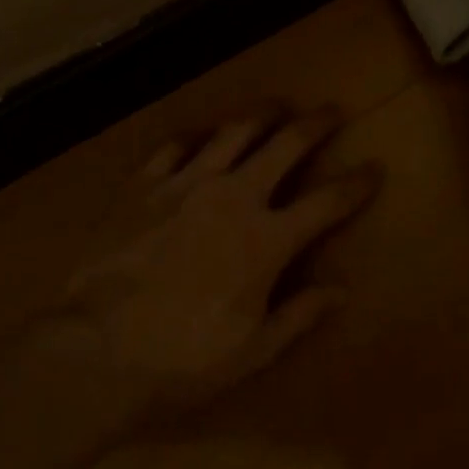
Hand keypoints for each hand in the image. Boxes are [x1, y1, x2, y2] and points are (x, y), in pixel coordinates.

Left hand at [48, 110, 379, 418]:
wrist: (94, 352)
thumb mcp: (251, 352)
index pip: (326, 203)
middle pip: (285, 145)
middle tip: (331, 111)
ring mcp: (186, 183)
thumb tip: (342, 289)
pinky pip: (175, 147)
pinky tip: (200, 137)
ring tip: (276, 106)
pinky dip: (194, 139)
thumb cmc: (181, 362)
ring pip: (234, 132)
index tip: (374, 168)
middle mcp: (233, 196)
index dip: (356, 184)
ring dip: (261, 115)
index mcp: (266, 239)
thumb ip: (299, 315)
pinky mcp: (145, 184)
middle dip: (315, 124)